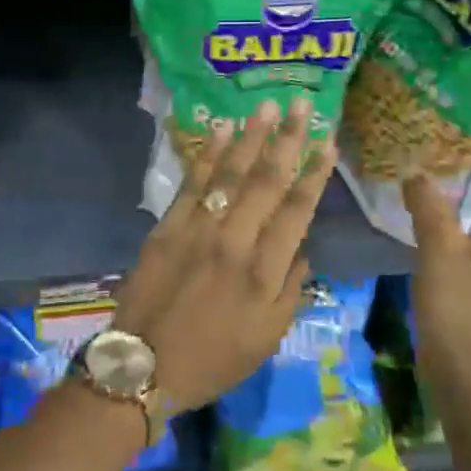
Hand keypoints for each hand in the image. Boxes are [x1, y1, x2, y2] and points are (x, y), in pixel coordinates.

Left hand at [113, 98, 336, 410]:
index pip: (297, 211)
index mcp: (265, 272)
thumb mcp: (266, 339)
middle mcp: (236, 241)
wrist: (143, 367)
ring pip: (231, 173)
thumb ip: (290, 290)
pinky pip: (193, 182)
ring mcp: (200, 229)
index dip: (315, 174)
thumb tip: (301, 249)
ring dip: (251, 137)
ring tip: (267, 106)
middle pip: (268, 181)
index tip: (328, 142)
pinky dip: (209, 154)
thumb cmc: (212, 359)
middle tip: (301, 104)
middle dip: (288, 140)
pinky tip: (222, 130)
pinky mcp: (169, 225)